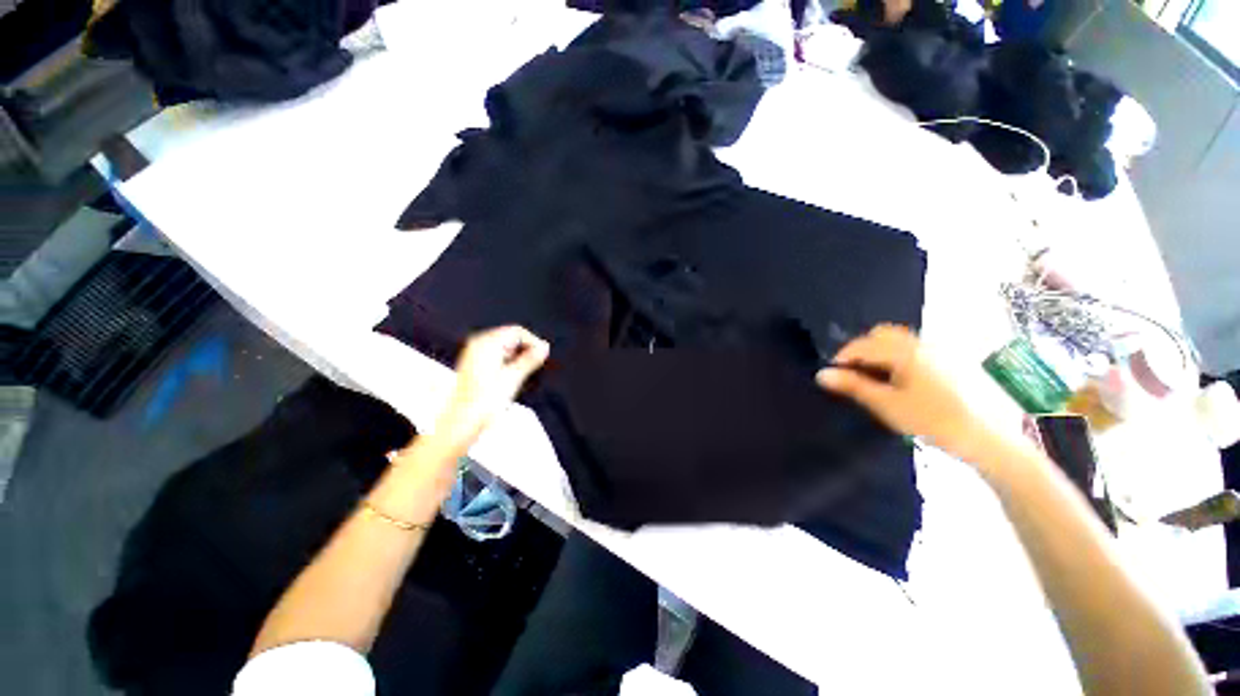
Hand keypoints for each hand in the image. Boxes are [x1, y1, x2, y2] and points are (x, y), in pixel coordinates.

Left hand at [430, 326, 549, 455]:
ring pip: (505, 348)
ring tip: (524, 374)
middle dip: (526, 350)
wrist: (462, 422)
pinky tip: (512, 377)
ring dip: (518, 358)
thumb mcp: (514, 378)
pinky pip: (497, 356)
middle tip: (537, 365)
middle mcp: (478, 345)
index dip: (533, 342)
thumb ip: (531, 360)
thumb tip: (544, 348)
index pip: (517, 331)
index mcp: (486, 343)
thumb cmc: (482, 402)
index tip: (543, 355)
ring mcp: (474, 354)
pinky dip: (508, 363)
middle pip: (511, 338)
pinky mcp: (474, 365)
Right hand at [815, 324, 982, 460]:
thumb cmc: (932, 420)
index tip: (833, 375)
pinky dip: (898, 356)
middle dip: (862, 349)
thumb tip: (821, 374)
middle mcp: (922, 343)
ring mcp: (939, 350)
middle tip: (855, 374)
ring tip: (876, 378)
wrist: (986, 438)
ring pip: (899, 340)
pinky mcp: (950, 360)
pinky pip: (915, 348)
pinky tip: (900, 380)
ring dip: (880, 352)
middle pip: (881, 334)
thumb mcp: (886, 404)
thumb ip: (853, 386)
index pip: (863, 344)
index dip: (842, 357)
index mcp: (905, 352)